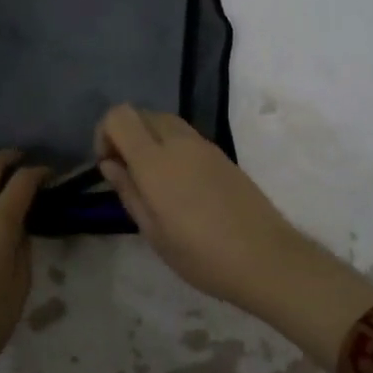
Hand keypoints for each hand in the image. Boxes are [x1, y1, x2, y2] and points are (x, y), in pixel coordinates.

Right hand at [95, 105, 372, 367]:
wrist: (267, 259)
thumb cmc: (202, 255)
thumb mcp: (154, 232)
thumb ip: (128, 191)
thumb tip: (110, 164)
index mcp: (156, 160)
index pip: (120, 116)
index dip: (105, 133)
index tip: (109, 166)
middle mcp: (179, 142)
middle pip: (143, 114)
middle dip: (127, 135)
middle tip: (128, 175)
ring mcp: (204, 146)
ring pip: (166, 122)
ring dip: (150, 140)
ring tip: (154, 183)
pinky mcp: (222, 155)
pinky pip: (186, 137)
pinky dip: (172, 147)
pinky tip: (181, 187)